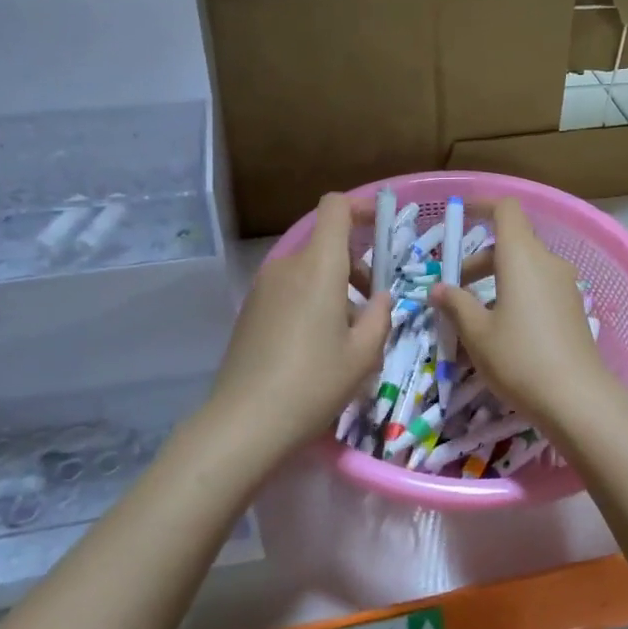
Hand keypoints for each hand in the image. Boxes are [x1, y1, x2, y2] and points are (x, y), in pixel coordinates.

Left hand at [208, 193, 389, 460]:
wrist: (245, 421)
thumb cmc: (314, 383)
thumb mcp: (363, 354)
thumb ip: (381, 316)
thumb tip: (382, 297)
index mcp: (318, 266)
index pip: (335, 207)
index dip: (360, 207)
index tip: (381, 226)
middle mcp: (287, 266)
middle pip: (324, 242)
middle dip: (354, 262)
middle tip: (373, 303)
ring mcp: (263, 287)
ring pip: (307, 268)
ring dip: (333, 285)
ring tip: (346, 333)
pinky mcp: (250, 309)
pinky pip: (288, 288)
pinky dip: (310, 299)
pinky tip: (316, 344)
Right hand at [430, 198, 618, 432]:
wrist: (577, 399)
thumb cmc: (519, 358)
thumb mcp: (477, 333)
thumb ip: (456, 304)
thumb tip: (439, 288)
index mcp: (522, 257)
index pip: (506, 210)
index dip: (482, 205)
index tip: (459, 216)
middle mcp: (547, 262)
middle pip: (511, 243)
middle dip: (479, 261)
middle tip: (453, 291)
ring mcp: (565, 285)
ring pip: (524, 267)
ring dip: (496, 280)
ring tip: (473, 316)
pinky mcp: (573, 307)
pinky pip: (539, 287)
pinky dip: (516, 294)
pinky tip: (502, 330)